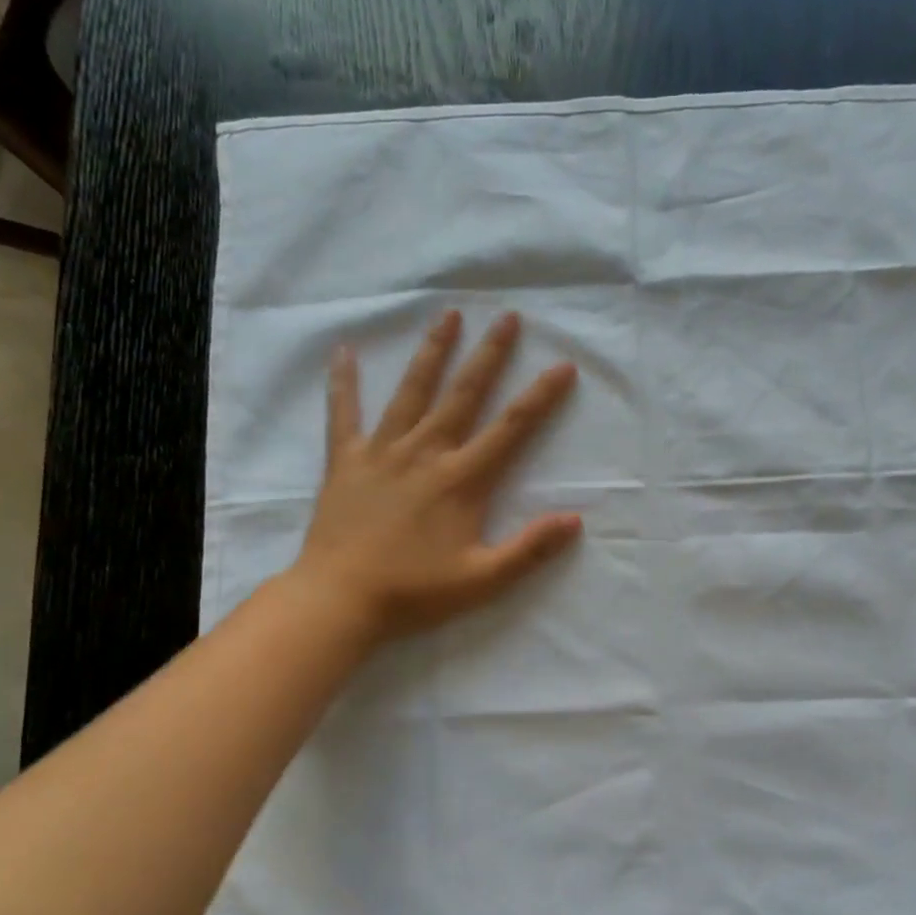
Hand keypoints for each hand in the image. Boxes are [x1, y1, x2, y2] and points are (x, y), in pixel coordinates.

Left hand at [291, 309, 582, 642]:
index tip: (563, 365)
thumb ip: (530, 549)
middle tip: (508, 317)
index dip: (541, 396)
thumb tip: (575, 520)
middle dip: (490, 354)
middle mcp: (425, 453)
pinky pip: (343, 413)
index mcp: (461, 480)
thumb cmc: (414, 592)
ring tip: (448, 314)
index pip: (512, 428)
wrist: (340, 600)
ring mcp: (382, 452)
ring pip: (412, 392)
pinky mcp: (345, 461)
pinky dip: (343, 383)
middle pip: (464, 394)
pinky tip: (344, 351)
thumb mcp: (483, 579)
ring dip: (432, 351)